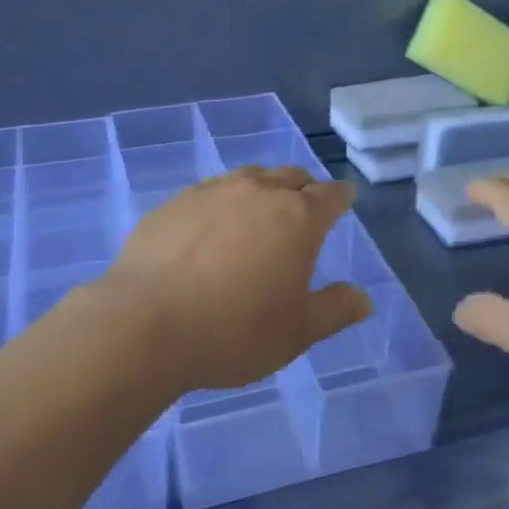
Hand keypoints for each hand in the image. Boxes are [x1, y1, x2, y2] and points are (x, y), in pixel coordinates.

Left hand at [99, 166, 373, 392]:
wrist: (144, 324)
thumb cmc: (234, 331)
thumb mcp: (296, 332)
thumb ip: (335, 310)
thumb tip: (363, 299)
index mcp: (297, 217)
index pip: (331, 195)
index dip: (342, 197)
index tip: (345, 200)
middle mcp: (258, 192)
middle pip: (291, 177)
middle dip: (304, 189)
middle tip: (304, 210)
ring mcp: (212, 192)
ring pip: (249, 178)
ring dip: (262, 191)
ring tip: (258, 215)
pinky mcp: (173, 203)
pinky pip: (209, 193)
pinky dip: (222, 204)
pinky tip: (210, 230)